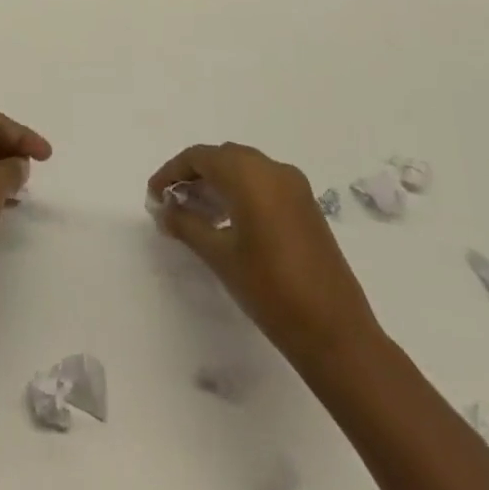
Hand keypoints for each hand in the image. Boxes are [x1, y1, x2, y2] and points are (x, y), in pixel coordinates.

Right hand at [149, 142, 379, 354]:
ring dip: (217, 183)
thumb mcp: (219, 256)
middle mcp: (273, 169)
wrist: (335, 332)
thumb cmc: (270, 289)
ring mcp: (294, 187)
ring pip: (244, 170)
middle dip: (193, 175)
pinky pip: (264, 184)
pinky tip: (227, 222)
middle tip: (171, 203)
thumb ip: (186, 225)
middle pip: (222, 158)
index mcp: (249, 174)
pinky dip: (240, 192)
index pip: (199, 157)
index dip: (171, 172)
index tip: (153, 195)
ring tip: (194, 214)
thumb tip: (163, 210)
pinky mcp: (306, 206)